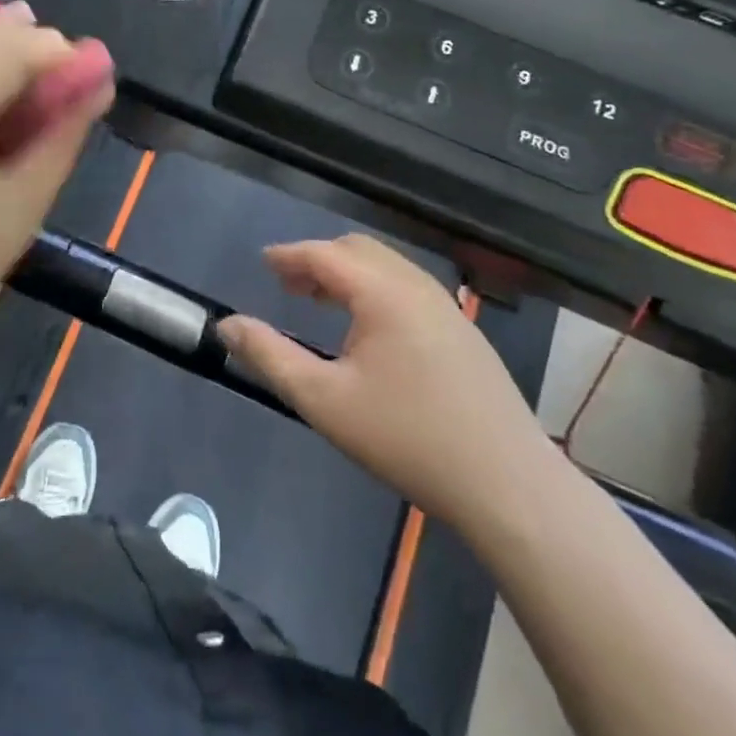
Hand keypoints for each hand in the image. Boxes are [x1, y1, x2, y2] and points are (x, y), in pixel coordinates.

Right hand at [220, 235, 552, 529]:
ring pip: (386, 268)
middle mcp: (416, 286)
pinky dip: (374, 289)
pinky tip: (367, 329)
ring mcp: (446, 307)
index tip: (263, 262)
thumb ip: (270, 356)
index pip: (325, 254)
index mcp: (383, 292)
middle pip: (357, 250)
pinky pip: (407, 288)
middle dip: (317, 260)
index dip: (289, 255)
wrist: (509, 485)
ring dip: (347, 274)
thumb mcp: (324, 400)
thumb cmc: (407, 437)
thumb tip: (227, 325)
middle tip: (287, 285)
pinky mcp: (463, 331)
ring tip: (320, 301)